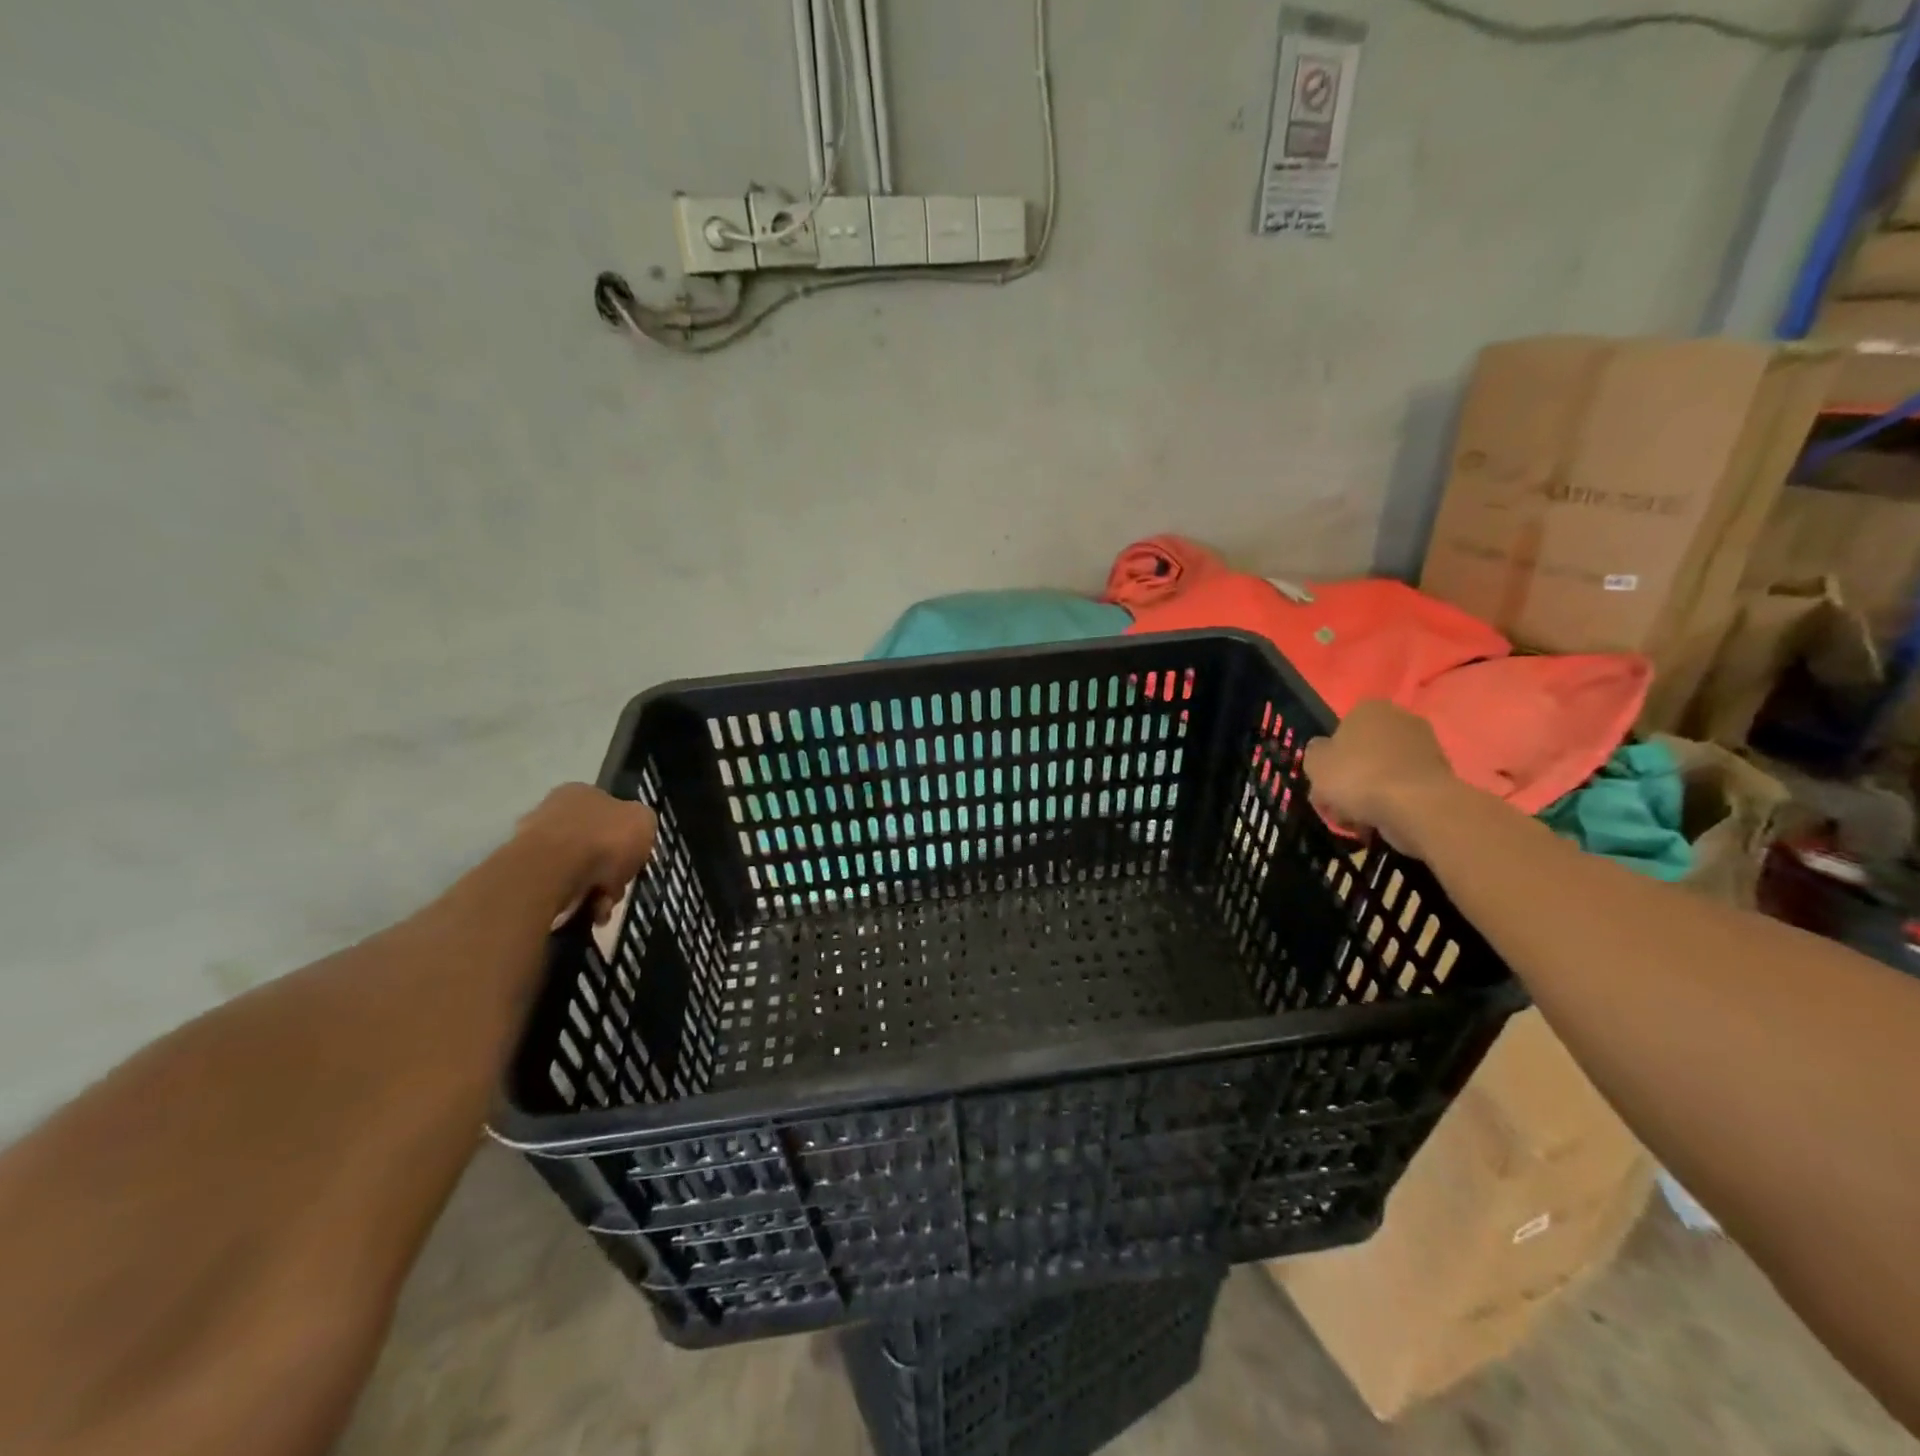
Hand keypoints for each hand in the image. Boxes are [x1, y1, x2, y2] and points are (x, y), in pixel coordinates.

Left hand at [516, 784, 657, 926]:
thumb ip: (643, 823)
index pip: (612, 812)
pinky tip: (585, 911)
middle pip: (596, 844)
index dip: (628, 836)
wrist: (551, 871)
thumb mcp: (644, 821)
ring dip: (596, 889)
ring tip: (602, 906)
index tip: (635, 858)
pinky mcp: (523, 873)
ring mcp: (534, 843)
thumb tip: (635, 833)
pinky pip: (560, 889)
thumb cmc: (604, 839)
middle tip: (619, 887)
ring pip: (579, 870)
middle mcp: (555, 811)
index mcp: (583, 792)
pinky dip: (575, 901)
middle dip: (611, 870)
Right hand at [1301, 700, 1459, 856]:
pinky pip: (1405, 788)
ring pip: (1384, 772)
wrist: (1417, 807)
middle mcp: (1401, 719)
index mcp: (1369, 708)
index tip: (1324, 781)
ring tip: (1360, 819)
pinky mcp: (1442, 774)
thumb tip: (1324, 751)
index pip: (1341, 730)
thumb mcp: (1314, 763)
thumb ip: (1315, 753)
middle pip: (1364, 751)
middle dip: (1352, 776)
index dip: (1330, 758)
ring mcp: (1426, 746)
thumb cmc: (1357, 777)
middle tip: (1339, 804)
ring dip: (1372, 792)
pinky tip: (1383, 821)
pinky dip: (1394, 803)